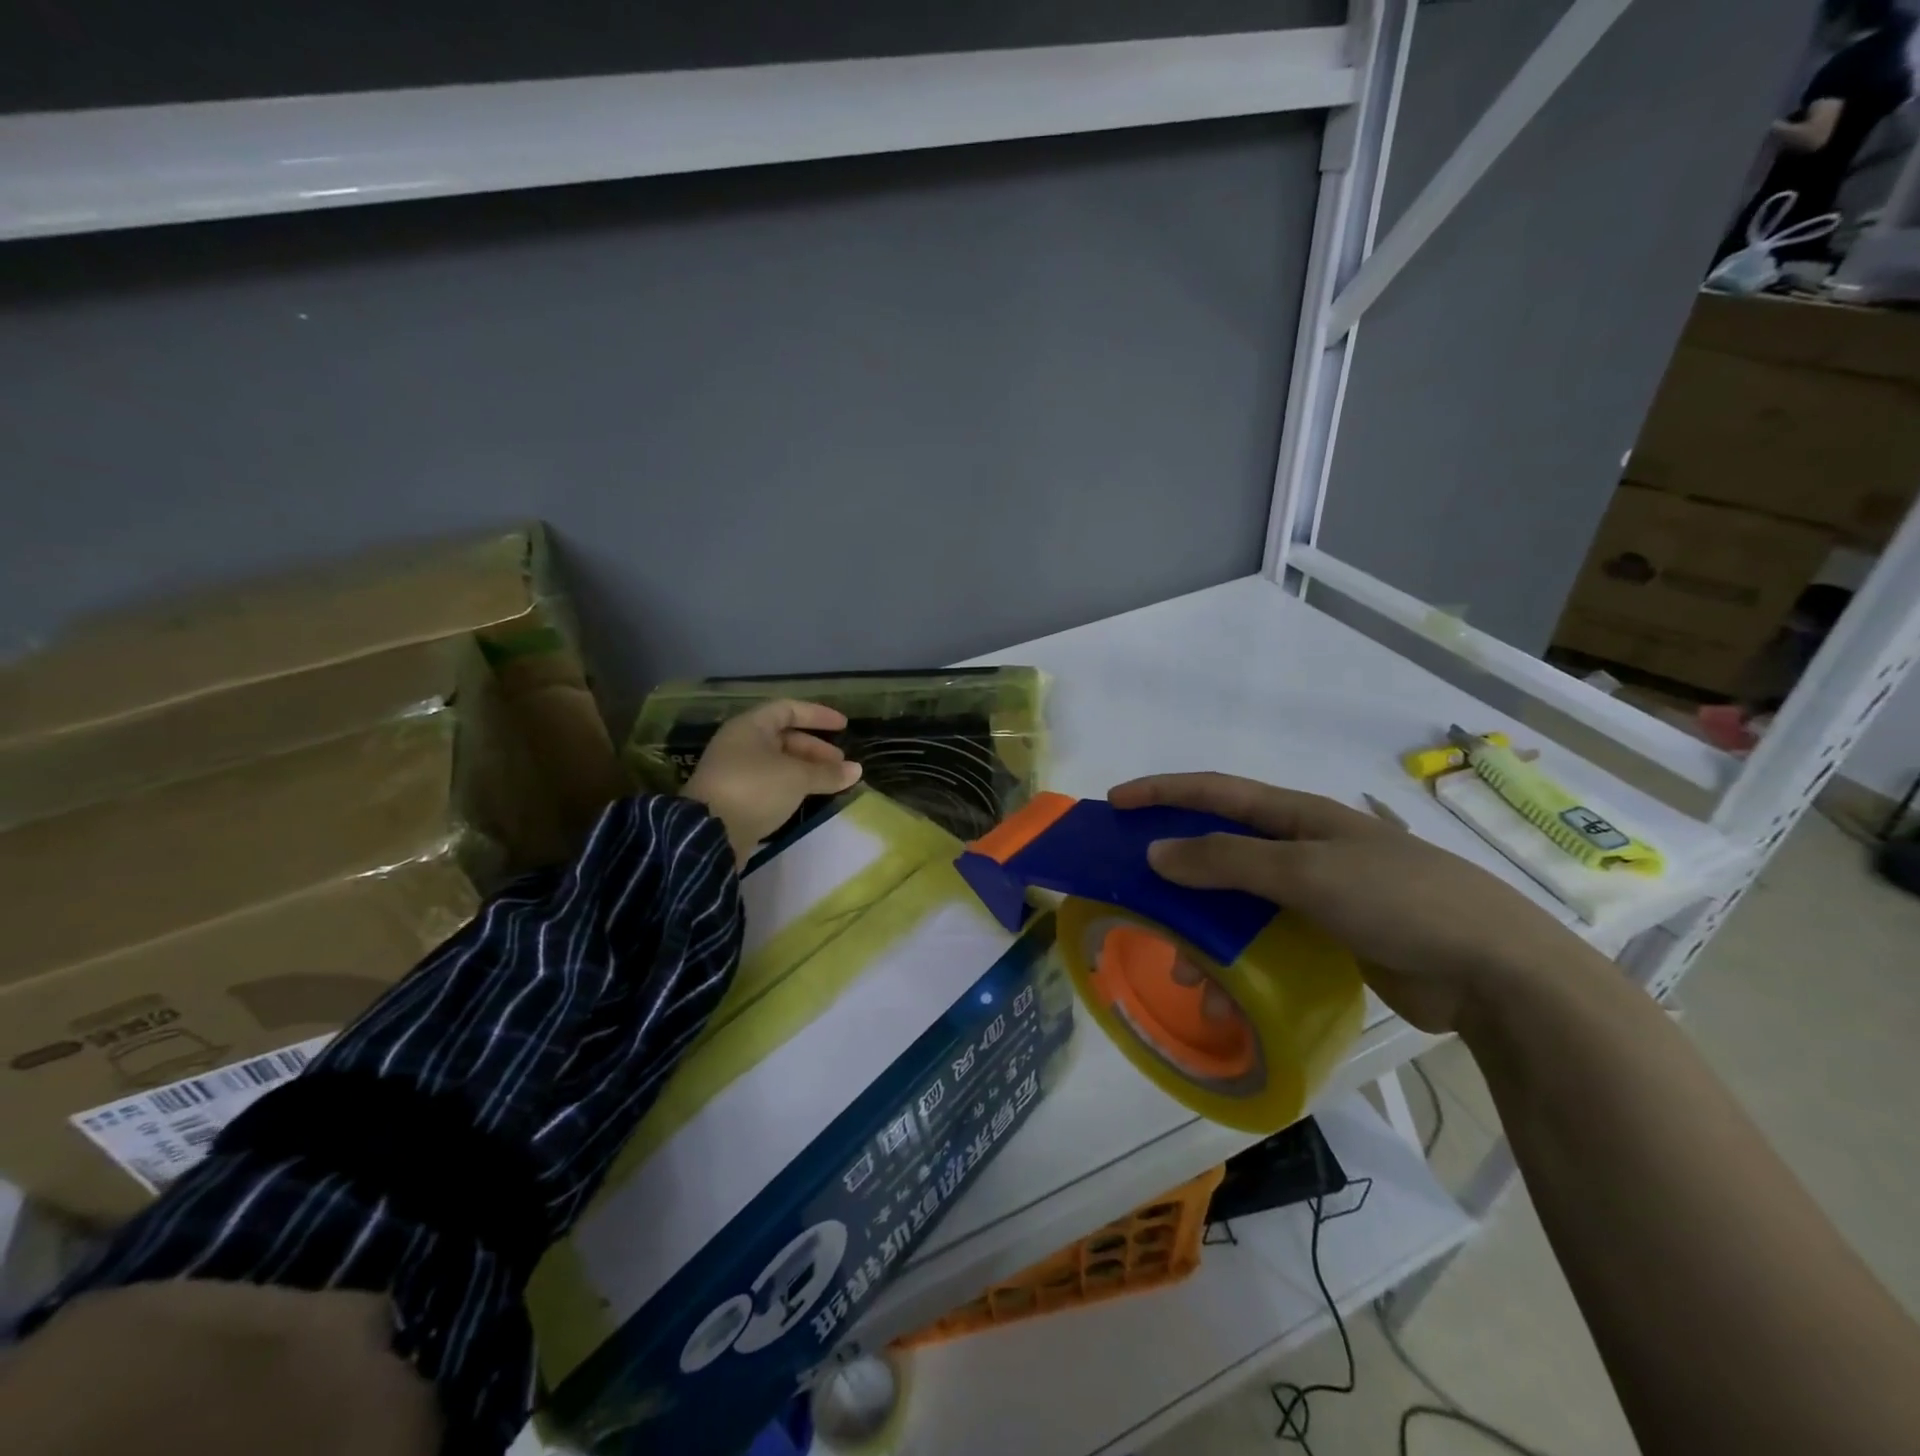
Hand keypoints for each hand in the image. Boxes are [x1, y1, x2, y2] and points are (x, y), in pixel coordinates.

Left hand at [682, 700, 861, 864]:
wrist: (710, 834)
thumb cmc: (755, 789)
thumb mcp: (797, 777)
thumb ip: (828, 773)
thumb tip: (857, 770)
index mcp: (750, 727)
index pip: (788, 709)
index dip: (817, 715)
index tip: (843, 726)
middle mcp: (740, 744)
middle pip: (784, 738)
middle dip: (816, 749)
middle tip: (841, 764)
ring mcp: (736, 772)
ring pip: (779, 763)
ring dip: (806, 770)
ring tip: (832, 782)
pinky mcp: (736, 798)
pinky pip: (771, 783)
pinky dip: (793, 786)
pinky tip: (809, 797)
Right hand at [1108, 773, 1594, 1032]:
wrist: (1496, 971)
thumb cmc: (1398, 899)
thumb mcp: (1305, 871)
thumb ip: (1226, 860)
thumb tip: (1155, 852)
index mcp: (1298, 816)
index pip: (1214, 792)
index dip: (1162, 792)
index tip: (1114, 804)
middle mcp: (1303, 847)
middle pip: (1220, 847)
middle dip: (1174, 869)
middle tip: (1133, 892)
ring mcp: (1319, 893)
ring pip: (1239, 901)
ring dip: (1203, 928)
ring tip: (1183, 967)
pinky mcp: (1331, 936)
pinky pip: (1265, 939)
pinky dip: (1236, 958)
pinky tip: (1224, 990)